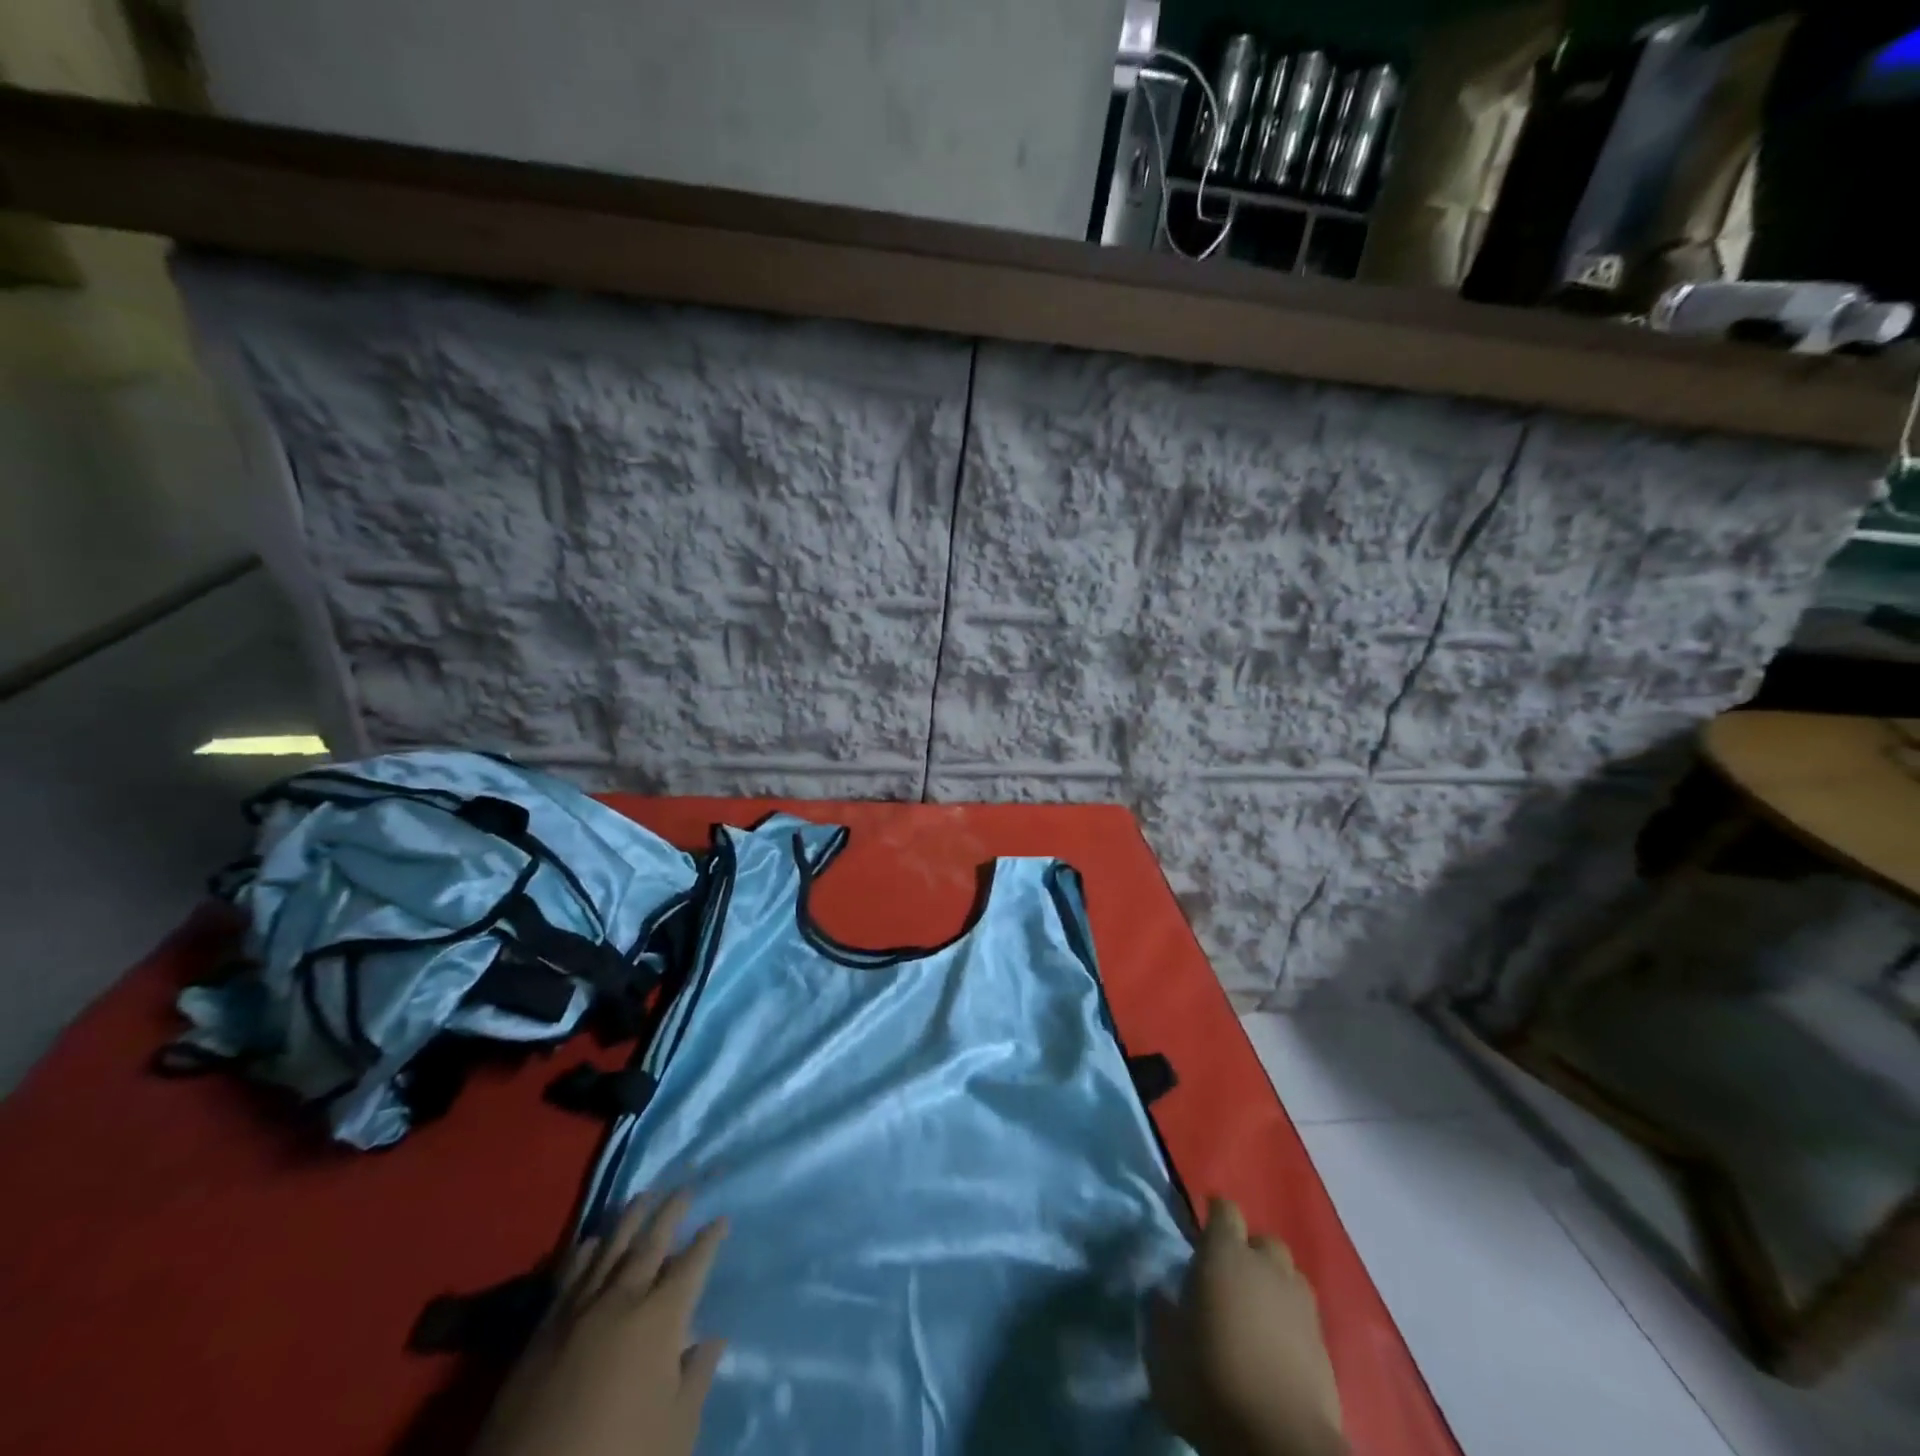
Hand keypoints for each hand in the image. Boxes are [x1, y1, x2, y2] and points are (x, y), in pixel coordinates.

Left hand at [473, 1191, 726, 1455]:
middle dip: (671, 1212)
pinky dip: (584, 1252)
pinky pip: (569, 1276)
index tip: (721, 1219)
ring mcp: (578, 1311)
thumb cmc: (619, 1455)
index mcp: (659, 1318)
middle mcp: (622, 1300)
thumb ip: (696, 1379)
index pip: (692, 1265)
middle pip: (651, 1243)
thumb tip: (712, 1339)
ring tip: (643, 1196)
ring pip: (610, 1249)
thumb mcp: (674, 1431)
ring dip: (629, 1219)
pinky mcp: (543, 1330)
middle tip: (685, 1187)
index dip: (709, 1240)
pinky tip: (591, 1240)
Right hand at [1147, 1198, 1345, 1455]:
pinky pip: (1304, 1317)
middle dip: (1248, 1252)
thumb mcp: (1164, 1348)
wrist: (1279, 1443)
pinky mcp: (1325, 1346)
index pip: (1224, 1210)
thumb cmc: (1210, 1380)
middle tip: (1228, 1277)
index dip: (1214, 1213)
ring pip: (1288, 1276)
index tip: (1202, 1226)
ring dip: (1273, 1285)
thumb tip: (1162, 1292)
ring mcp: (1301, 1305)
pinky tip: (1276, 1345)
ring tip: (1256, 1311)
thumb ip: (1161, 1313)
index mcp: (1225, 1254)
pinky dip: (1290, 1322)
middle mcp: (1266, 1267)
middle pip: (1263, 1241)